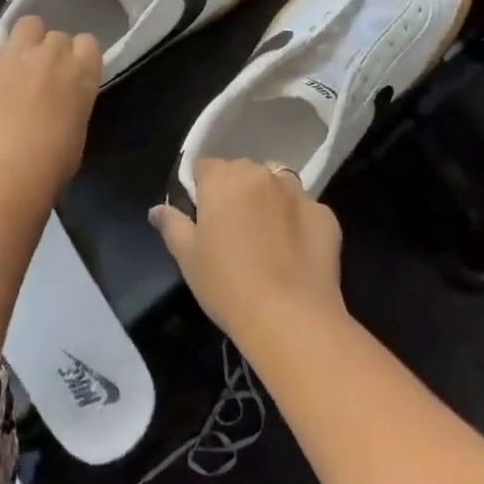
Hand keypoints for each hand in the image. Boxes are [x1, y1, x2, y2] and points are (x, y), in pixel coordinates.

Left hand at [0, 10, 102, 203]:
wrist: (7, 171)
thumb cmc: (53, 162)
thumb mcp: (78, 128)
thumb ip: (74, 103)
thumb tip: (63, 102)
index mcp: (82, 73)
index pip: (88, 43)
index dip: (79, 55)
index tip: (73, 70)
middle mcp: (52, 55)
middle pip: (57, 35)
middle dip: (52, 50)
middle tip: (43, 73)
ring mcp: (14, 56)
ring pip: (26, 24)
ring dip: (26, 36)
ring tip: (19, 51)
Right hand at [150, 159, 345, 342]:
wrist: (290, 316)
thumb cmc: (227, 284)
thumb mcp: (187, 257)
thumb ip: (171, 225)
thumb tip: (157, 210)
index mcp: (224, 178)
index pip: (204, 167)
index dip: (200, 189)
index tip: (201, 219)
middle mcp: (262, 174)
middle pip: (242, 172)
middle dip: (235, 193)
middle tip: (231, 233)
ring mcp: (298, 193)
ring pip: (277, 185)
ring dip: (269, 201)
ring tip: (266, 239)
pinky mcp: (326, 215)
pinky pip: (304, 210)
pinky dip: (297, 223)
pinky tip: (293, 254)